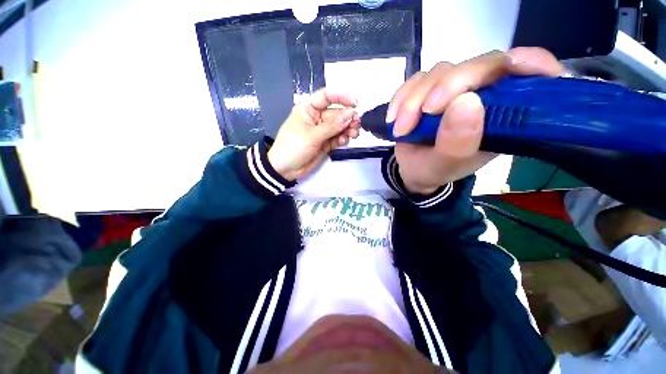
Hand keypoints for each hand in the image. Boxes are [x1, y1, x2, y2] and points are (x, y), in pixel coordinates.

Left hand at [268, 88, 360, 180]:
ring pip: (339, 126)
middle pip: (336, 113)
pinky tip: (344, 141)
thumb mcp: (312, 135)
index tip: (355, 104)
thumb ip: (332, 126)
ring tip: (354, 134)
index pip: (326, 96)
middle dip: (348, 118)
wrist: (285, 169)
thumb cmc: (293, 147)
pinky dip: (343, 138)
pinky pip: (337, 137)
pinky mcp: (325, 143)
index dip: (341, 97)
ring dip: (348, 128)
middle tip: (357, 124)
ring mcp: (322, 131)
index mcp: (308, 109)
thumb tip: (351, 114)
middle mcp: (317, 118)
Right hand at [388, 47, 564, 193]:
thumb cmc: (435, 170)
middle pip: (477, 65)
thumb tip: (466, 101)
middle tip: (423, 114)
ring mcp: (455, 90)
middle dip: (446, 87)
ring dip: (414, 100)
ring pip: (441, 71)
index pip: (530, 77)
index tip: (514, 63)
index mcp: (503, 117)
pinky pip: (416, 79)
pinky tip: (393, 118)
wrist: (414, 169)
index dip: (531, 63)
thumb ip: (457, 143)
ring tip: (401, 130)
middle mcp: (484, 96)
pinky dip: (401, 97)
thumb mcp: (445, 166)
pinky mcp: (431, 89)